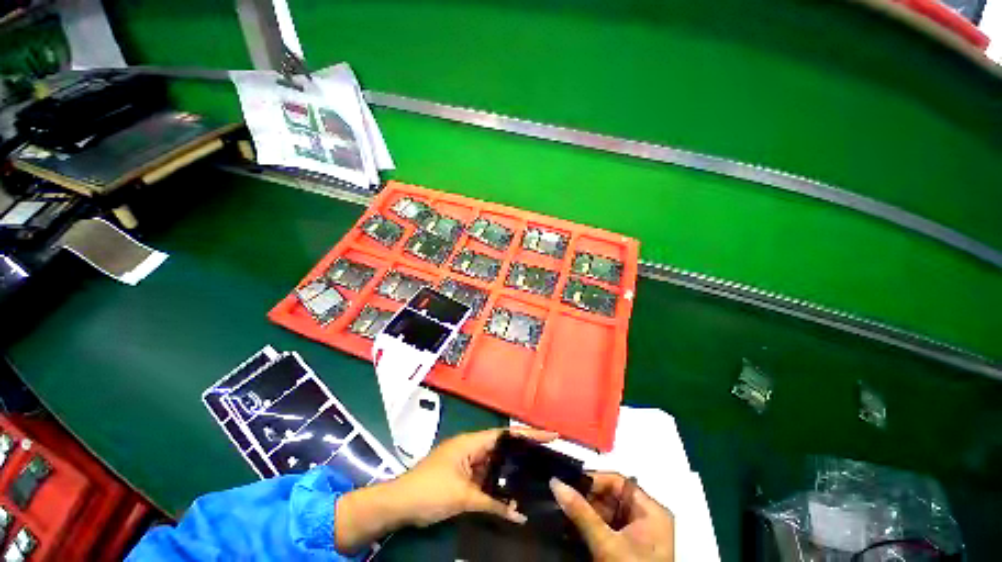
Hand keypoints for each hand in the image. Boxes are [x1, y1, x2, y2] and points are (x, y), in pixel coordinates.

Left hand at [391, 427, 555, 526]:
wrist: (399, 504)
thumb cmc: (430, 491)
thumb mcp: (463, 497)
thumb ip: (493, 504)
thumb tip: (520, 515)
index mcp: (472, 442)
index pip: (506, 434)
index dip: (529, 434)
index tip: (551, 435)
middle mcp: (471, 447)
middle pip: (503, 447)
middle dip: (523, 452)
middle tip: (548, 458)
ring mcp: (466, 462)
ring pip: (495, 463)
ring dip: (511, 471)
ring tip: (536, 475)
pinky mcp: (462, 476)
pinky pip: (486, 477)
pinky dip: (498, 484)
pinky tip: (512, 494)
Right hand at [550, 472, 674, 561]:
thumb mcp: (605, 542)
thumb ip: (581, 512)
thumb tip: (556, 482)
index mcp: (651, 510)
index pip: (618, 481)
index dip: (593, 480)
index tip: (568, 482)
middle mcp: (647, 518)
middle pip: (612, 496)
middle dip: (586, 498)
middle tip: (563, 497)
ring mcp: (639, 535)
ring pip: (607, 513)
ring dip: (586, 513)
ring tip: (564, 510)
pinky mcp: (630, 549)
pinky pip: (608, 528)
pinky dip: (591, 527)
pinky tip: (573, 527)